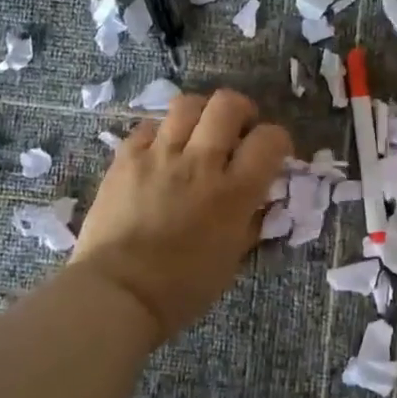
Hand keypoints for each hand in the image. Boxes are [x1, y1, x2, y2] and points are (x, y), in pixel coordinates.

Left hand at [72, 89, 292, 344]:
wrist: (118, 293)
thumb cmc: (182, 288)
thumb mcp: (232, 259)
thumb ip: (251, 222)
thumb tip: (261, 200)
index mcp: (235, 192)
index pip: (270, 139)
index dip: (278, 140)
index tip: (273, 152)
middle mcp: (201, 163)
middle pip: (227, 105)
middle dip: (241, 111)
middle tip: (237, 131)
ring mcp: (160, 156)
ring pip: (187, 104)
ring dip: (201, 114)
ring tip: (198, 134)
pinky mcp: (126, 159)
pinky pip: (149, 126)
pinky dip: (162, 132)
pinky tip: (161, 151)